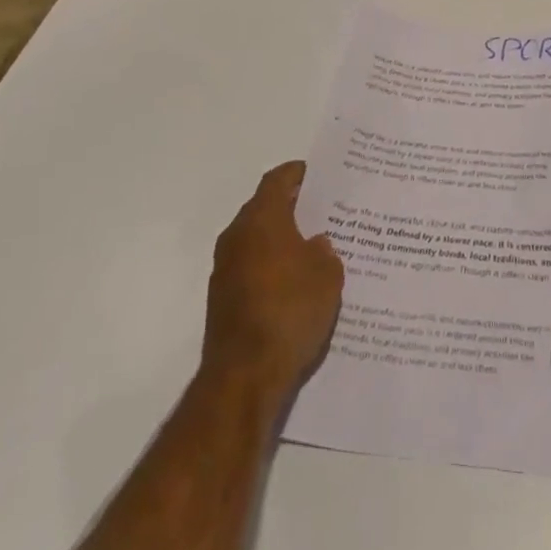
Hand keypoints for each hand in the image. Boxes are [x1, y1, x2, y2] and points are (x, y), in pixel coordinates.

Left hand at [200, 161, 343, 404]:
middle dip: (294, 207)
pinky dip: (273, 267)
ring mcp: (225, 269)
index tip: (321, 174)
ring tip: (317, 248)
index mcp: (261, 218)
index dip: (299, 173)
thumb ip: (325, 250)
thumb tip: (316, 244)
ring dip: (282, 240)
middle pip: (266, 208)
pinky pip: (253, 268)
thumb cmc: (290, 310)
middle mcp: (237, 236)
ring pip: (258, 240)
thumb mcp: (327, 274)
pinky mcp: (223, 300)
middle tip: (326, 211)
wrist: (244, 376)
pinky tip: (298, 283)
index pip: (278, 180)